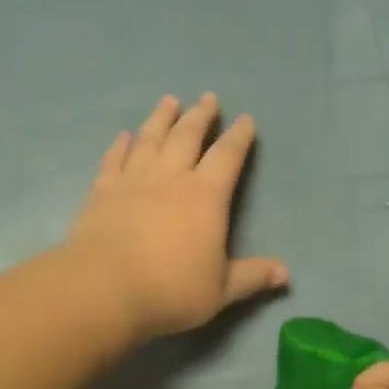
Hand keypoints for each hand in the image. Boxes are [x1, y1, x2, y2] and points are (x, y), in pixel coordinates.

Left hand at [67, 93, 287, 342]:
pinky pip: (114, 159)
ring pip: (150, 138)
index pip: (228, 156)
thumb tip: (286, 273)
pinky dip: (120, 145)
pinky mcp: (102, 191)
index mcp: (206, 196)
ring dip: (161, 117)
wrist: (104, 289)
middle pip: (188, 136)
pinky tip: (124, 136)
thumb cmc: (170, 290)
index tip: (246, 120)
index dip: (239, 137)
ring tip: (169, 100)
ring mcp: (133, 180)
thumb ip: (252, 276)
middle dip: (201, 116)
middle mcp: (171, 177)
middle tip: (208, 98)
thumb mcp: (220, 290)